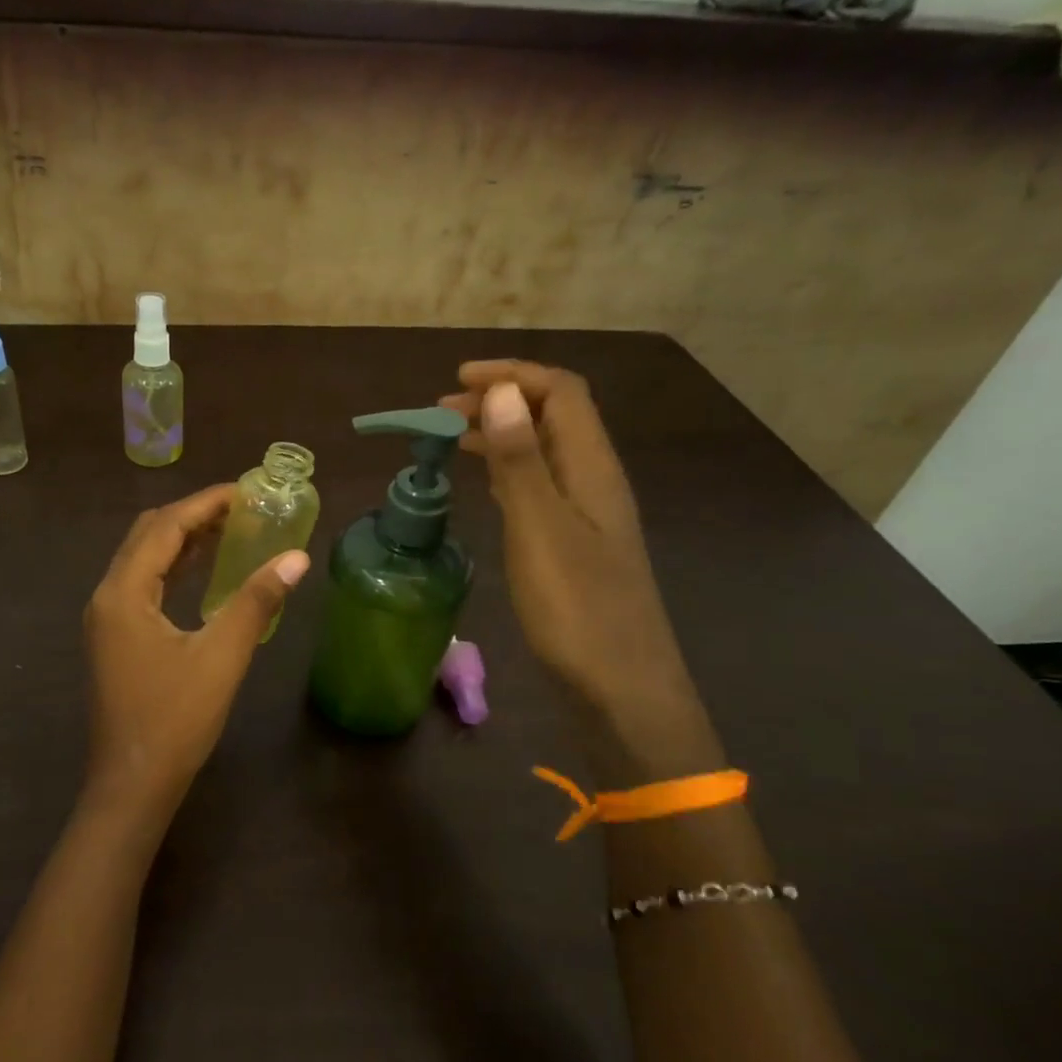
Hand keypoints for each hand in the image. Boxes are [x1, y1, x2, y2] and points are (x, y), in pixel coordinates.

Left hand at [83, 486, 309, 820]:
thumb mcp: (221, 656)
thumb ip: (256, 601)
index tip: (245, 490)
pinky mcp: (115, 639)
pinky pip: (143, 586)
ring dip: (182, 541)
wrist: (133, 784)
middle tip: (240, 509)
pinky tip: (203, 572)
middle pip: (147, 536)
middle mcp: (107, 596)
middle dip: (192, 515)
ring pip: (143, 560)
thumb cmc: (175, 720)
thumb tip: (296, 558)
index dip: (205, 503)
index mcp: (123, 592)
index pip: (165, 527)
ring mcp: (107, 619)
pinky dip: (173, 569)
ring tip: (230, 531)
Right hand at [442, 360, 721, 779]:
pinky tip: (486, 485)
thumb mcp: (540, 528)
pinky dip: (508, 470)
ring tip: (450, 441)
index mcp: (592, 468)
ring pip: (545, 452)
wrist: (620, 686)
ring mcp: (587, 515)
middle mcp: (594, 481)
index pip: (560, 393)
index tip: (457, 380)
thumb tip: (501, 392)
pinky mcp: (575, 545)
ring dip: (502, 434)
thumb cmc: (577, 608)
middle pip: (554, 417)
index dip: (512, 375)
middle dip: (501, 400)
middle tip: (440, 413)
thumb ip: (520, 459)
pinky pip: (540, 486)